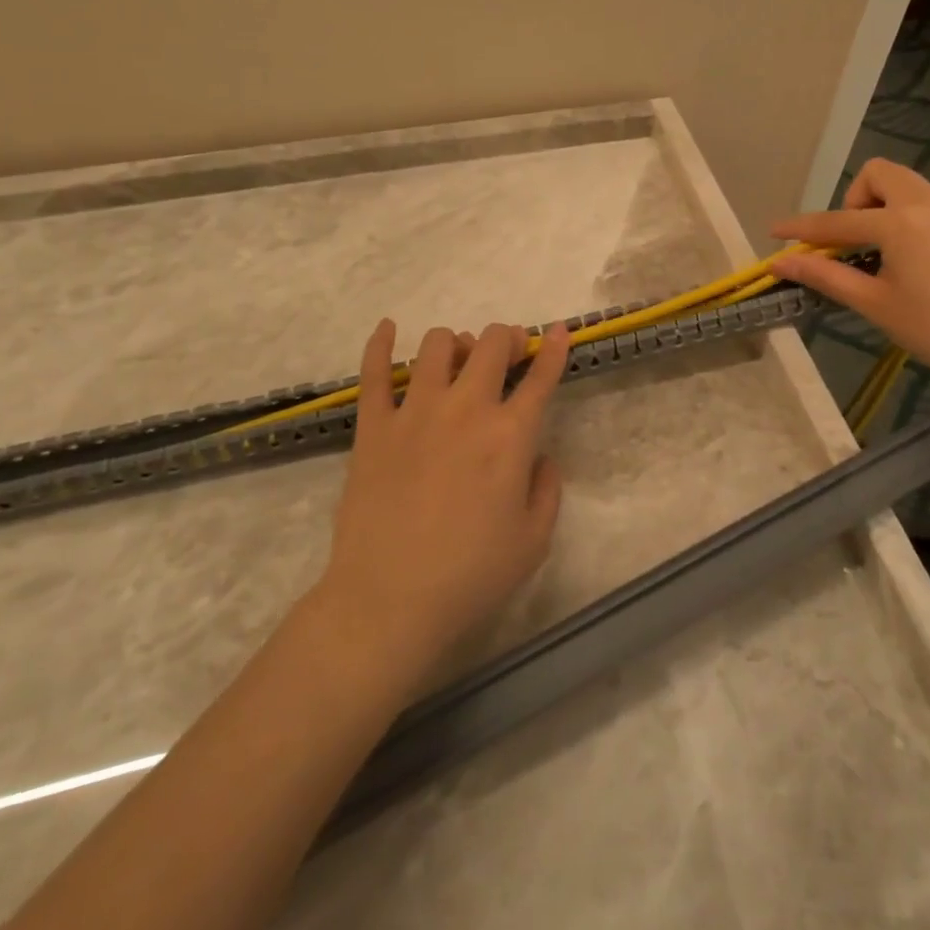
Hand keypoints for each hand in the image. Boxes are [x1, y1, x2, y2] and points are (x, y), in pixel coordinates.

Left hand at [314, 319, 571, 684]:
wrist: (389, 601)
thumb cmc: (471, 576)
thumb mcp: (534, 541)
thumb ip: (547, 489)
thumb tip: (540, 455)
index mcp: (510, 435)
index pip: (540, 377)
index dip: (553, 348)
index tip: (556, 331)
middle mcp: (465, 409)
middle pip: (490, 344)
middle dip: (506, 338)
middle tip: (508, 353)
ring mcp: (415, 412)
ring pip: (436, 346)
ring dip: (456, 344)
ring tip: (458, 361)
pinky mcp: (373, 425)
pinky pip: (374, 371)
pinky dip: (380, 343)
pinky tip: (387, 328)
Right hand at [769, 159, 929, 396]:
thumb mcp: (874, 303)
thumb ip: (825, 275)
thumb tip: (781, 262)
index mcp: (899, 223)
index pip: (836, 221)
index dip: (801, 228)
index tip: (774, 231)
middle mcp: (926, 204)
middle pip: (878, 174)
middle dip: (852, 200)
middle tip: (848, 241)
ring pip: (904, 184)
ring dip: (877, 205)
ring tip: (873, 250)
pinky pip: (923, 201)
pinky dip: (901, 214)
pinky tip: (903, 256)